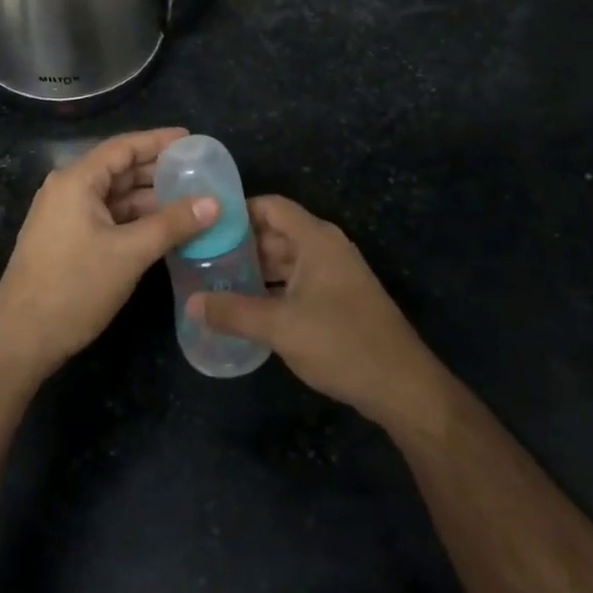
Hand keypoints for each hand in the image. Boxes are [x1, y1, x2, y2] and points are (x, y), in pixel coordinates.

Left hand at [0, 128, 216, 381]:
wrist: (21, 339)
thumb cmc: (74, 287)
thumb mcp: (130, 253)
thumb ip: (173, 224)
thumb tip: (214, 202)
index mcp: (76, 181)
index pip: (123, 147)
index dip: (158, 141)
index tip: (192, 140)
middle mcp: (67, 190)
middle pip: (118, 170)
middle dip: (157, 171)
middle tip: (198, 172)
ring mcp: (64, 217)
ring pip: (114, 197)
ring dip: (148, 199)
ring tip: (190, 201)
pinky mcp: (66, 241)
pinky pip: (107, 218)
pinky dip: (134, 219)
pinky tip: (163, 229)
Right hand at [189, 196, 447, 430]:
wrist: (401, 385)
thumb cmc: (341, 342)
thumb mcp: (279, 327)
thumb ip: (233, 312)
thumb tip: (191, 304)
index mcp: (316, 239)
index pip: (270, 206)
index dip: (237, 211)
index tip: (204, 225)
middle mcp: (326, 248)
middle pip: (275, 233)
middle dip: (239, 244)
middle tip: (200, 258)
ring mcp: (334, 274)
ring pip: (285, 260)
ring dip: (254, 269)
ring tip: (214, 281)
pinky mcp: (338, 300)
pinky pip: (296, 282)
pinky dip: (271, 288)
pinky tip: (245, 306)